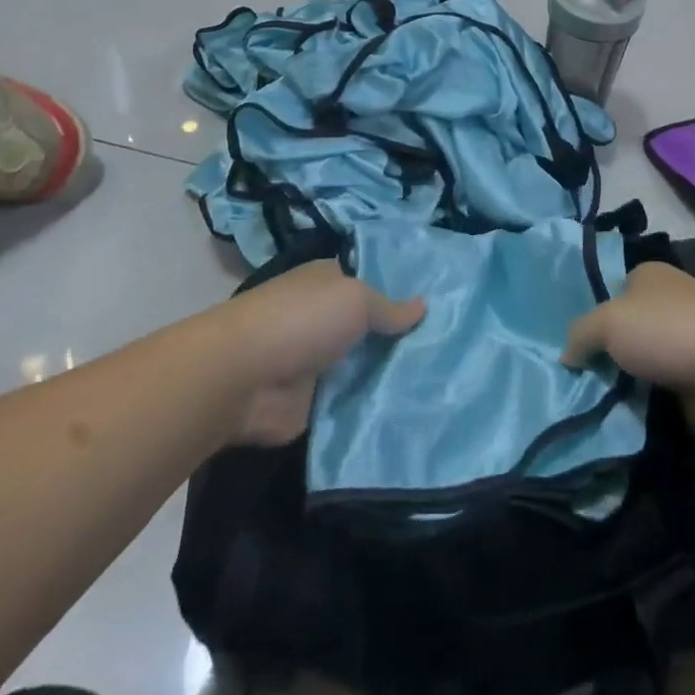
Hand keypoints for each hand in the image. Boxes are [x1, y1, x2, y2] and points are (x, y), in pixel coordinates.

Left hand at [215, 259, 424, 445]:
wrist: (243, 378)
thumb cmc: (301, 320)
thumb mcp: (356, 300)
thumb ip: (389, 309)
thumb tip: (423, 307)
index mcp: (328, 282)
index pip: (370, 281)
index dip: (400, 291)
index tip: (440, 305)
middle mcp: (323, 318)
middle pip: (370, 327)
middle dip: (401, 338)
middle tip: (451, 349)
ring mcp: (317, 362)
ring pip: (364, 366)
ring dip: (390, 376)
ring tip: (443, 385)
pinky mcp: (312, 403)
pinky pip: (352, 404)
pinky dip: (373, 409)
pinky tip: (412, 413)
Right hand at [562, 263, 694, 444]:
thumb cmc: (666, 331)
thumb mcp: (606, 322)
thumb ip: (579, 335)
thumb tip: (566, 356)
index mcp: (649, 274)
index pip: (613, 290)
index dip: (593, 314)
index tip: (572, 344)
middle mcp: (670, 302)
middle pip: (627, 327)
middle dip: (607, 351)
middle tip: (577, 377)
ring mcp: (687, 341)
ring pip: (642, 361)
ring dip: (625, 380)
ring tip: (593, 400)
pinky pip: (660, 390)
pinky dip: (645, 402)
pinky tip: (623, 415)